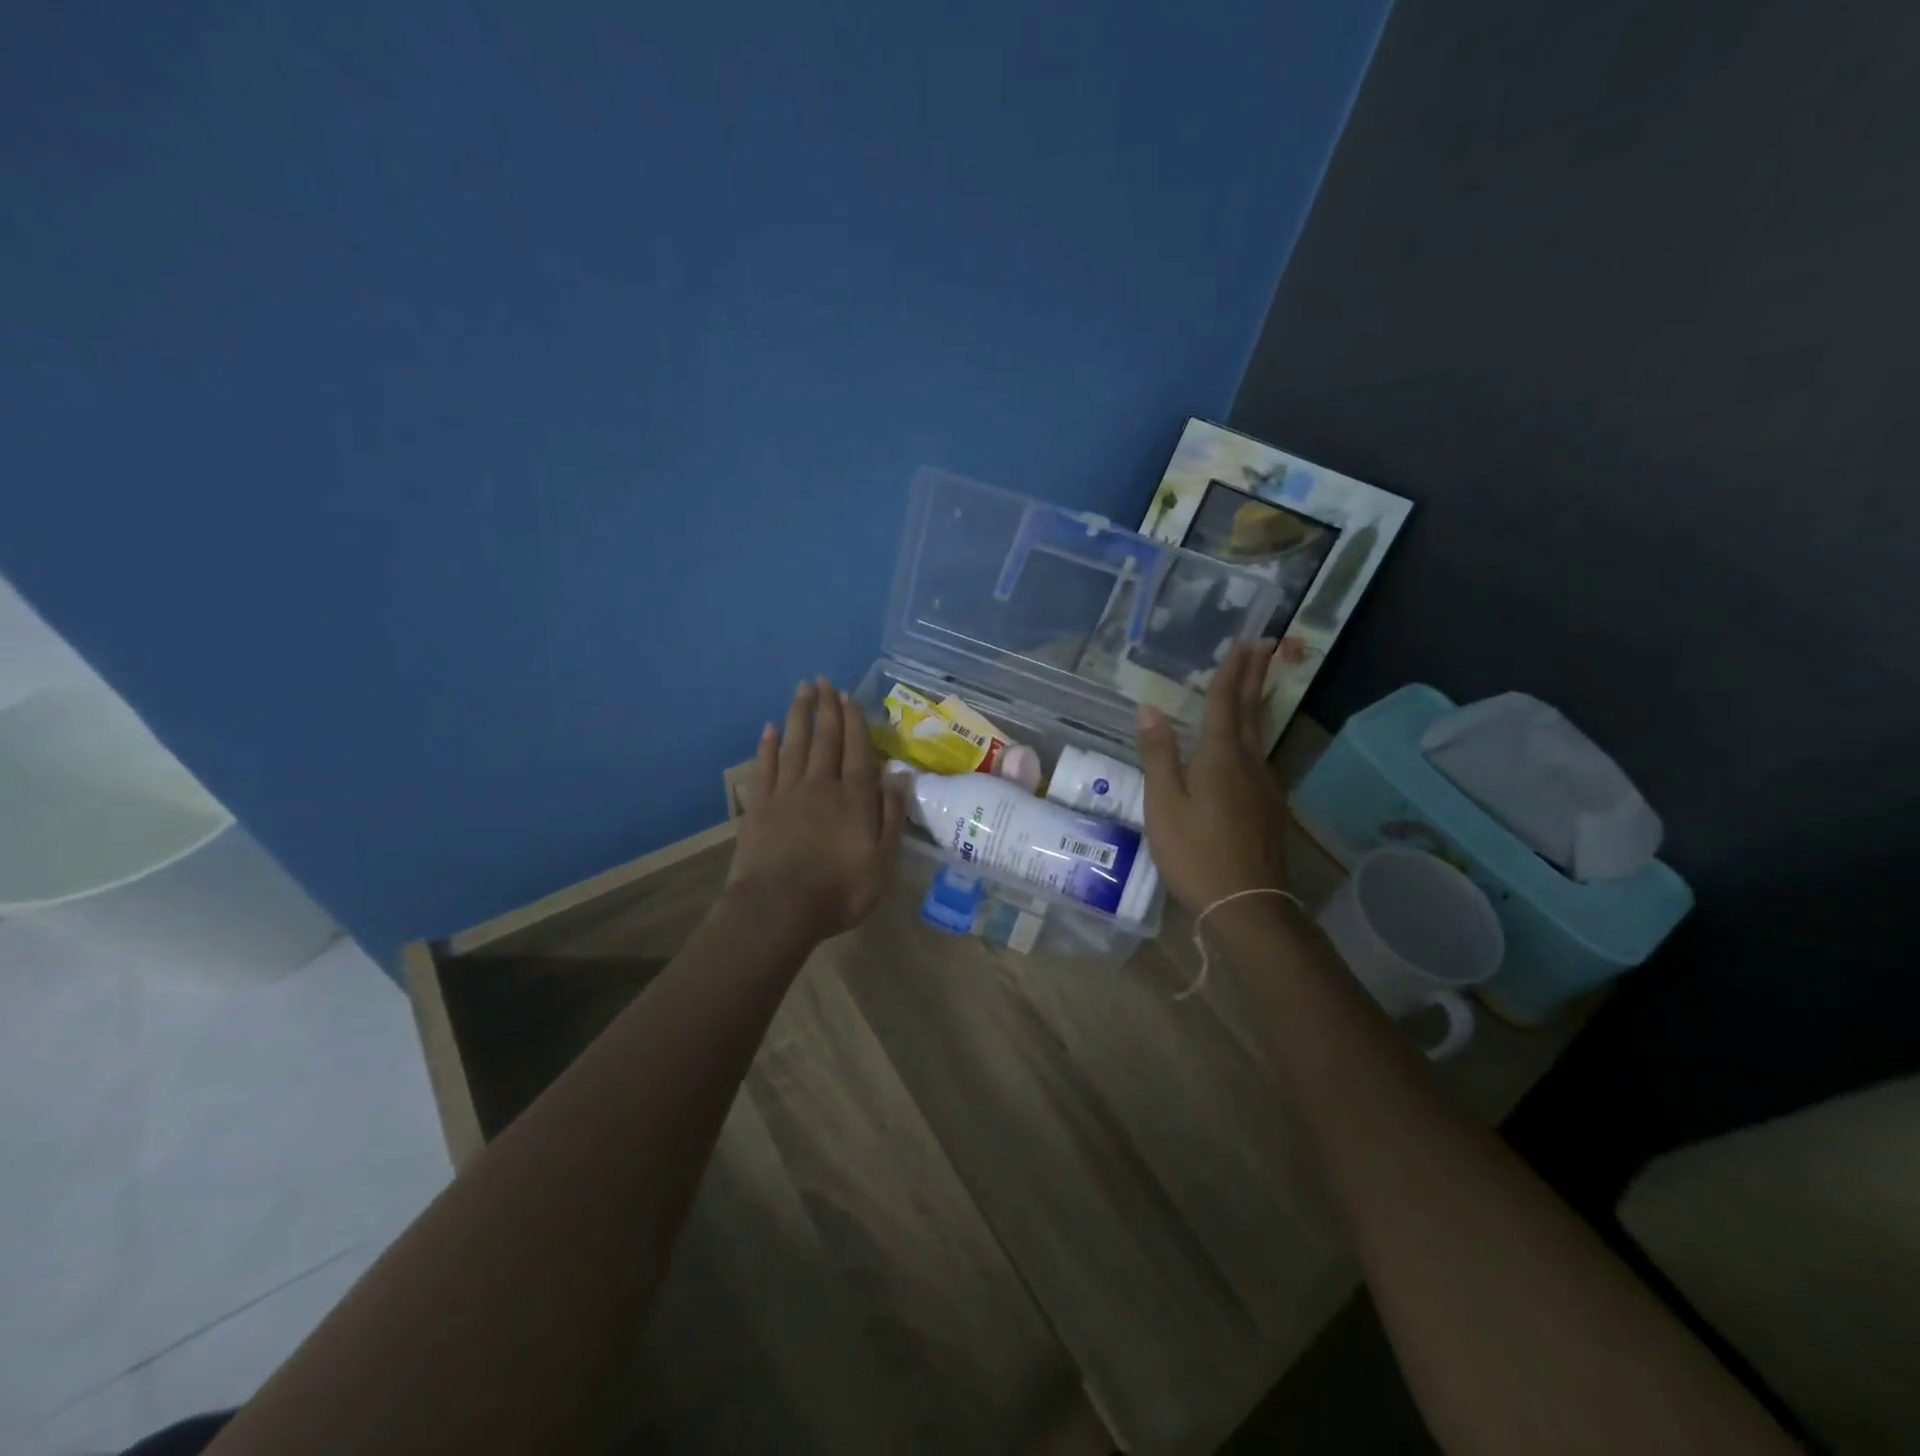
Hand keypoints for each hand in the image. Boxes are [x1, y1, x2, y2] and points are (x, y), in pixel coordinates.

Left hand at [726, 677, 906, 941]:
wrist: (778, 909)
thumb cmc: (839, 890)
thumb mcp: (882, 860)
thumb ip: (891, 814)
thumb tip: (899, 774)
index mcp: (853, 797)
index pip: (856, 749)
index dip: (854, 721)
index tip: (849, 697)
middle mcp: (820, 785)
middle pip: (824, 738)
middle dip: (826, 708)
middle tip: (824, 680)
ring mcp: (786, 793)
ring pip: (795, 744)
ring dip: (799, 715)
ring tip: (802, 690)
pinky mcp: (759, 806)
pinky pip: (765, 767)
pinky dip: (768, 745)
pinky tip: (770, 728)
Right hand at [1135, 639, 1289, 910]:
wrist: (1247, 904)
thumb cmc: (1195, 853)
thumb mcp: (1164, 804)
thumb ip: (1158, 755)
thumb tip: (1149, 707)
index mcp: (1220, 757)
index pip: (1225, 703)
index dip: (1231, 671)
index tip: (1245, 640)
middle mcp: (1249, 763)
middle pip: (1251, 711)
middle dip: (1256, 675)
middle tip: (1267, 644)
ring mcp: (1265, 786)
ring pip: (1260, 733)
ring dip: (1257, 702)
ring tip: (1257, 681)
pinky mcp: (1270, 807)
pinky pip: (1260, 756)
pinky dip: (1254, 734)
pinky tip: (1248, 744)